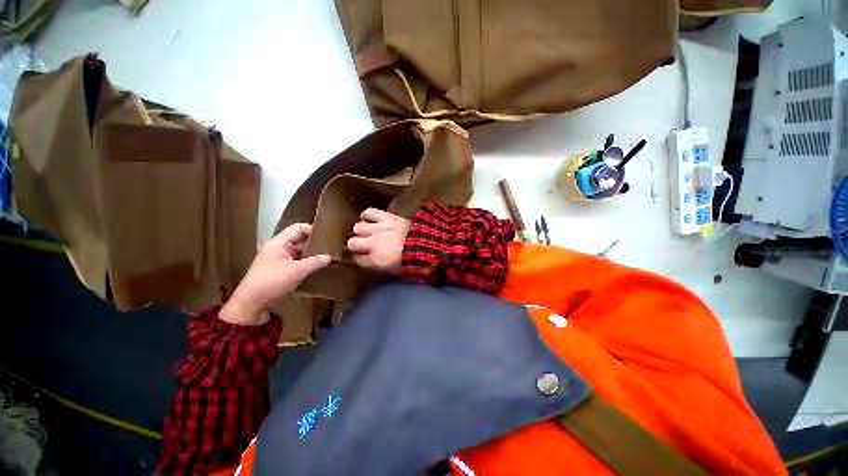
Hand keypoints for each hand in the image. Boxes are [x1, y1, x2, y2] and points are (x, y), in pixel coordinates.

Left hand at [220, 223, 329, 325]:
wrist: (251, 304)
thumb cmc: (272, 281)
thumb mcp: (296, 271)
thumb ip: (314, 262)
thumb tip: (329, 257)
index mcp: (279, 243)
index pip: (298, 228)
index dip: (312, 229)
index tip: (327, 235)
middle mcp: (279, 249)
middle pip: (300, 241)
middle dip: (315, 244)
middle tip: (331, 247)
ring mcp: (279, 261)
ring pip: (300, 253)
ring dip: (312, 256)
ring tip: (328, 258)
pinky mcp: (281, 272)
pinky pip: (297, 264)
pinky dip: (307, 265)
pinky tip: (318, 269)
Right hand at [347, 208, 409, 274]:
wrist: (427, 245)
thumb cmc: (412, 261)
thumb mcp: (394, 270)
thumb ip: (378, 265)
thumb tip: (368, 260)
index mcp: (376, 260)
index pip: (357, 259)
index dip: (358, 257)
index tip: (361, 256)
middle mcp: (373, 244)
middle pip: (352, 243)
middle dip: (355, 245)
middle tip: (362, 245)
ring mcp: (379, 229)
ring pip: (358, 227)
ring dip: (362, 231)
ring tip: (367, 231)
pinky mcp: (386, 217)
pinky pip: (369, 212)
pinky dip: (367, 215)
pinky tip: (369, 219)